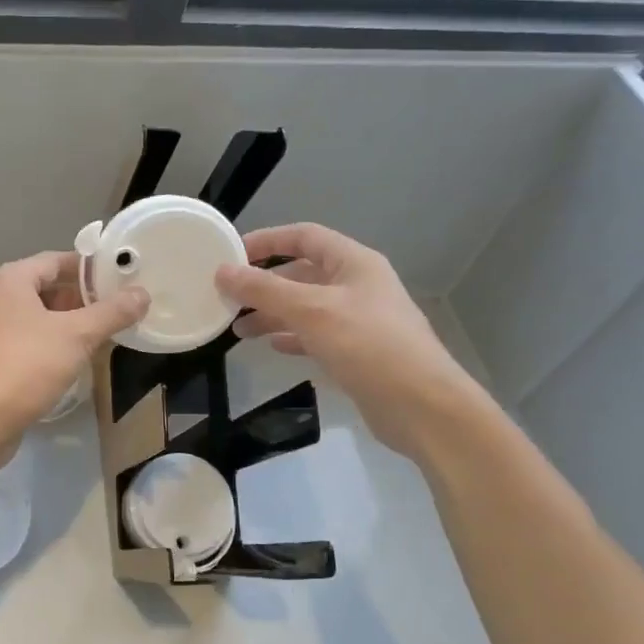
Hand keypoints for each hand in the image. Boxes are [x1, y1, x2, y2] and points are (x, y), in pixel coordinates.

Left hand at [0, 251, 148, 449]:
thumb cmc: (28, 366)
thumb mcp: (77, 336)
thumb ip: (112, 313)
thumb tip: (142, 294)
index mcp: (11, 279)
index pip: (59, 260)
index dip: (92, 269)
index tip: (124, 280)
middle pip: (50, 286)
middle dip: (85, 298)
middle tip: (121, 309)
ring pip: (42, 314)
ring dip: (73, 321)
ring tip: (108, 332)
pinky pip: (33, 336)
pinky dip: (57, 340)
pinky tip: (81, 356)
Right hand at [215, 224, 482, 455]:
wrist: (422, 406)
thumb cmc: (368, 346)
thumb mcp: (312, 311)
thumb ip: (264, 290)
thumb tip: (222, 271)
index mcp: (354, 263)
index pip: (304, 237)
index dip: (267, 240)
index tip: (230, 254)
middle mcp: (358, 286)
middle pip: (302, 274)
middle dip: (264, 285)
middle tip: (227, 299)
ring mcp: (359, 320)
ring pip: (306, 307)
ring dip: (273, 314)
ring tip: (238, 330)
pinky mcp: (358, 352)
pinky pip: (316, 336)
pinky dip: (292, 337)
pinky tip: (271, 347)